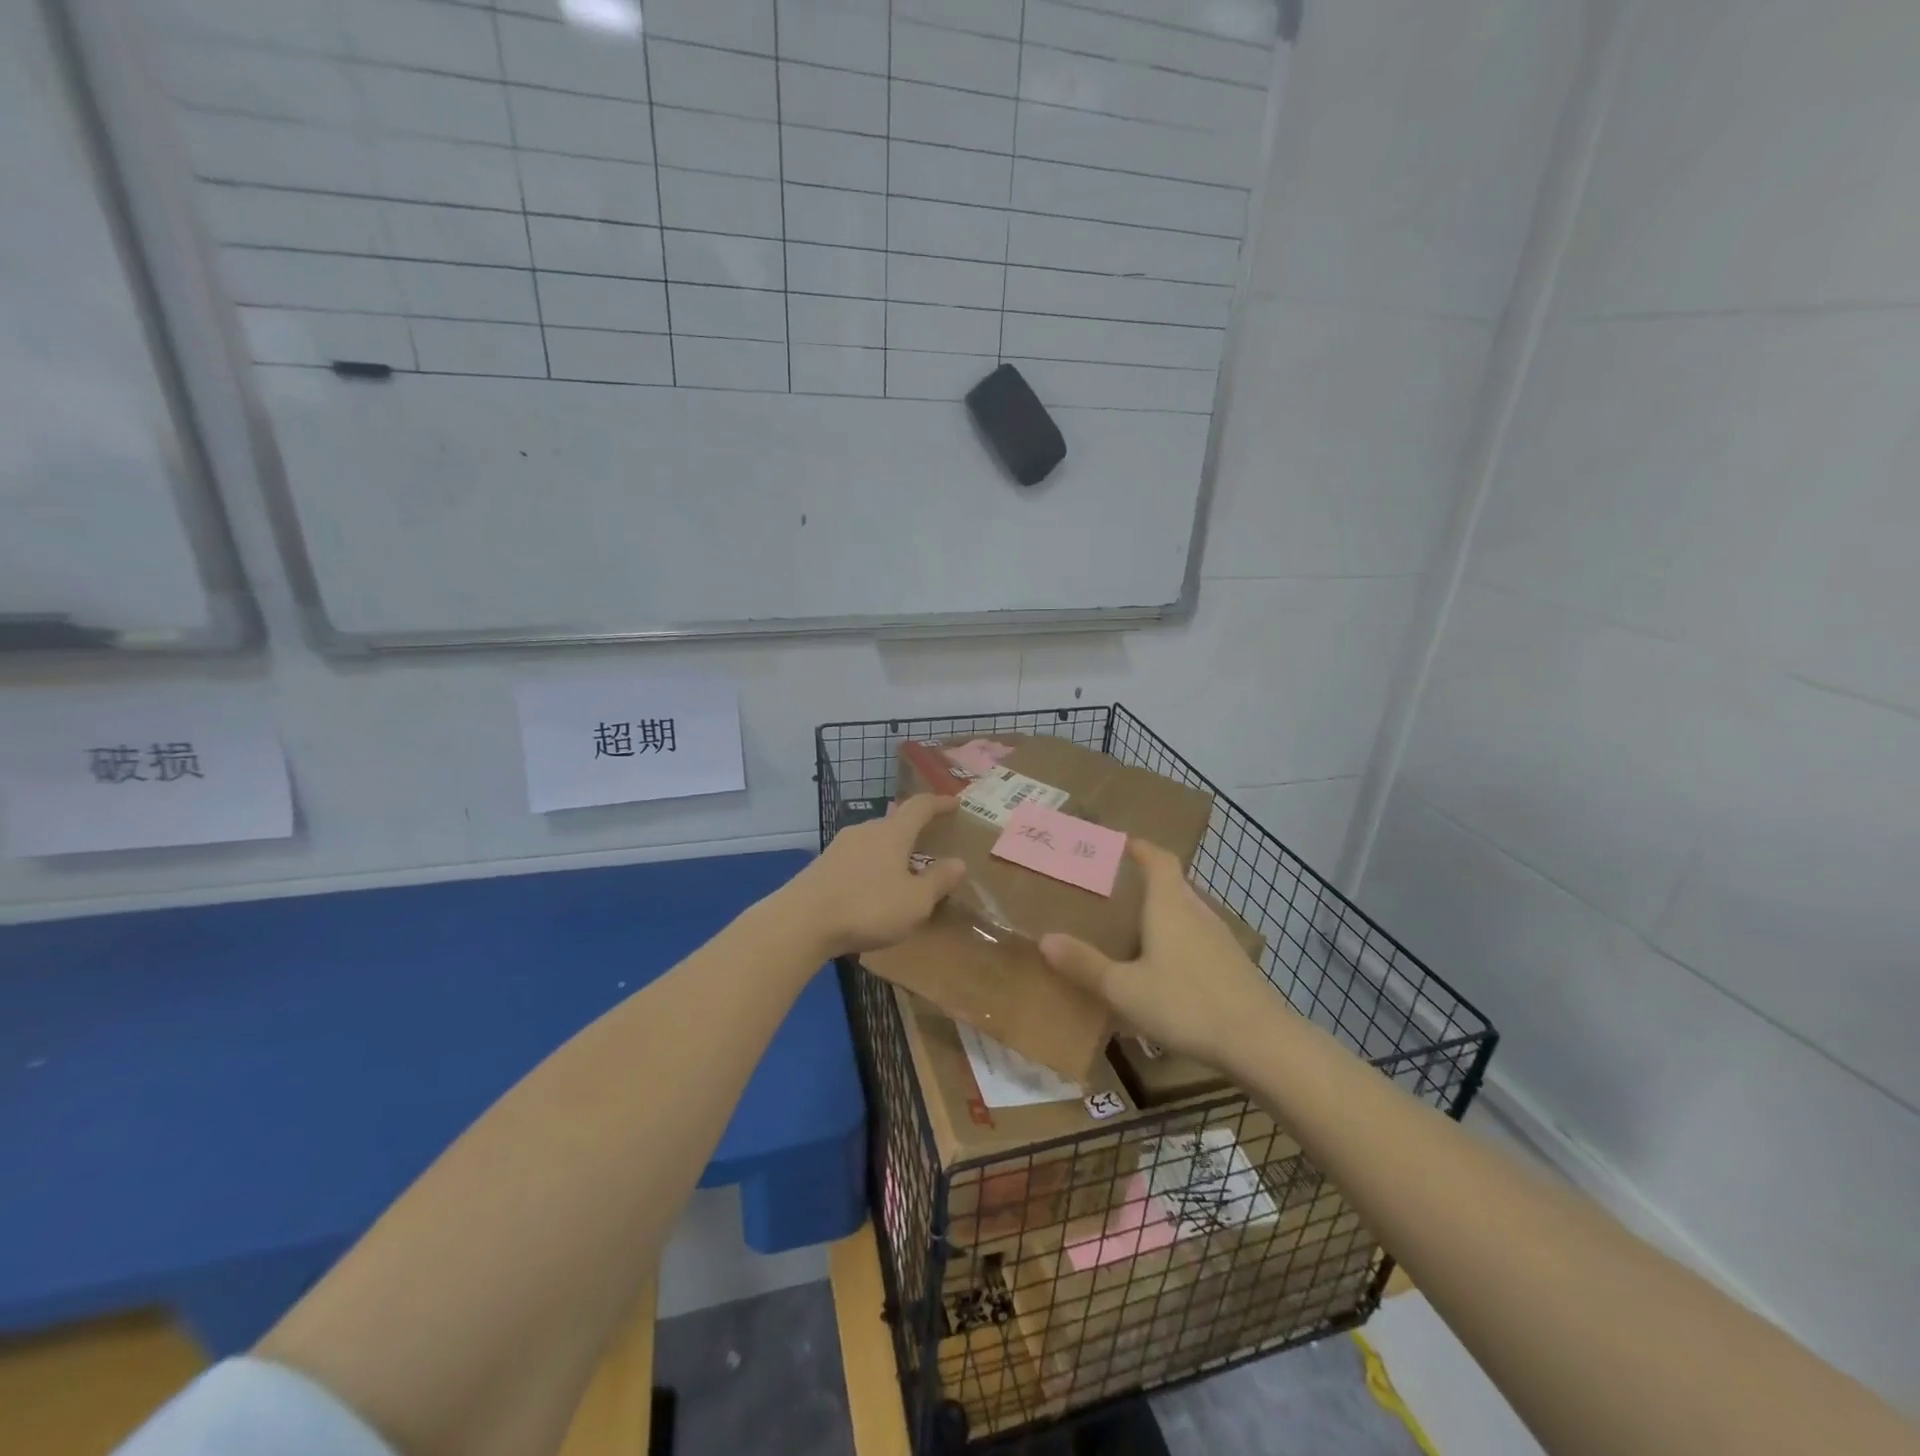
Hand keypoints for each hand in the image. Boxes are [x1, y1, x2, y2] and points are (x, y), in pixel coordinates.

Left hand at [783, 795, 967, 958]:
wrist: (801, 922)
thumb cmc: (868, 907)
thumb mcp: (915, 901)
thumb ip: (938, 881)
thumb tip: (958, 862)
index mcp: (893, 833)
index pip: (920, 807)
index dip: (939, 803)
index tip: (954, 802)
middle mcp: (866, 830)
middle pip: (894, 822)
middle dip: (913, 831)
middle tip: (929, 843)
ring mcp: (840, 846)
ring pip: (874, 841)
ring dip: (891, 851)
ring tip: (903, 870)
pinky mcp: (823, 865)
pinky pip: (857, 858)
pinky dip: (872, 866)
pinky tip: (873, 888)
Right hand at [1040, 839, 1281, 1067]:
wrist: (1261, 1042)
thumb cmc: (1186, 1004)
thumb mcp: (1124, 989)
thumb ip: (1085, 964)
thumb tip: (1045, 939)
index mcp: (1170, 906)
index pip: (1158, 859)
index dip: (1139, 847)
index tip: (1119, 843)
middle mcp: (1197, 912)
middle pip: (1173, 884)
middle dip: (1145, 882)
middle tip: (1114, 892)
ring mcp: (1220, 939)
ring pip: (1187, 913)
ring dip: (1163, 913)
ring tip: (1134, 930)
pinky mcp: (1234, 965)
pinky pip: (1199, 939)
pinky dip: (1179, 940)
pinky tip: (1166, 970)